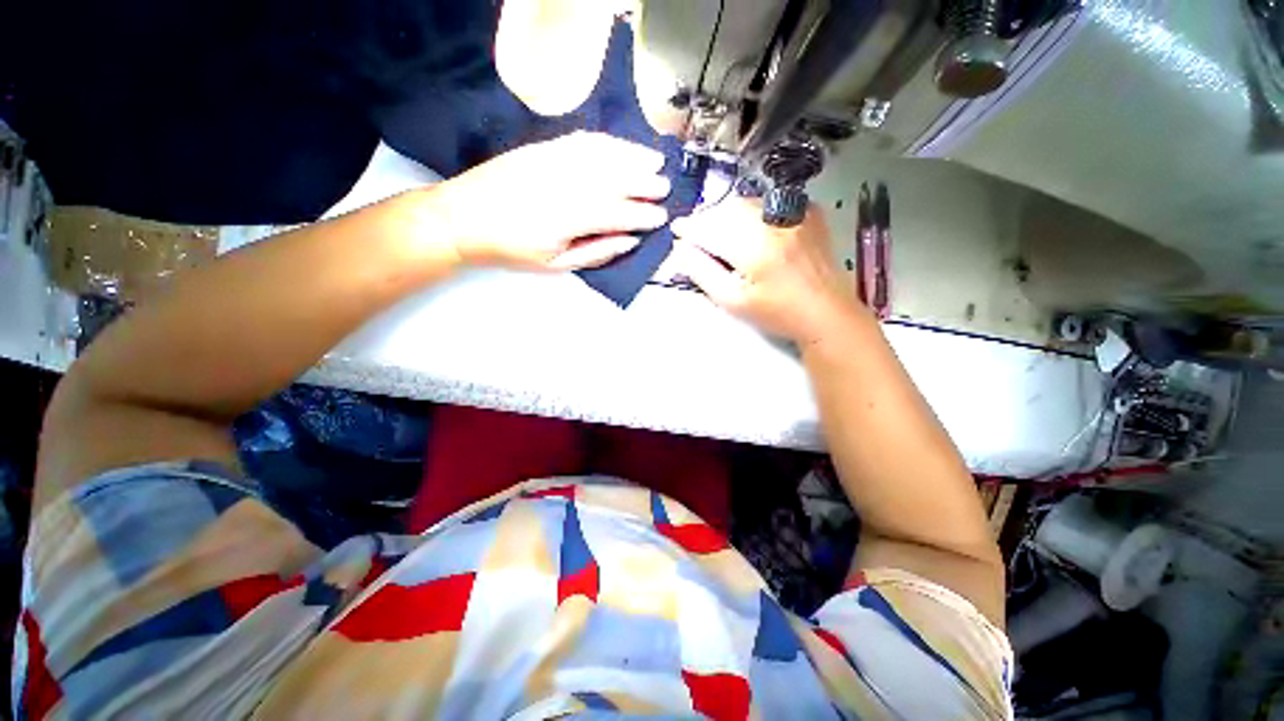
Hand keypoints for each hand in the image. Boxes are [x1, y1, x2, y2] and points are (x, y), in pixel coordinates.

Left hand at [422, 132, 670, 270]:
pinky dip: (607, 143)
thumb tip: (629, 240)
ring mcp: (553, 160)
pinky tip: (621, 147)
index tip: (661, 217)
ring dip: (633, 156)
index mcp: (568, 218)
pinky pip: (582, 140)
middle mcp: (565, 184)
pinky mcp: (542, 148)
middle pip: (615, 180)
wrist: (462, 217)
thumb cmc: (512, 249)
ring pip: (603, 155)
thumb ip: (596, 252)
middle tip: (664, 188)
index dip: (642, 215)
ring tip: (655, 161)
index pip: (618, 213)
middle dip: (645, 183)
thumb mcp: (555, 265)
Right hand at [670, 197, 860, 344]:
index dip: (690, 228)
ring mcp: (795, 212)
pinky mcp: (808, 211)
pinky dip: (752, 211)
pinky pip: (769, 202)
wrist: (825, 311)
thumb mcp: (733, 301)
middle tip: (697, 236)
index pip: (710, 228)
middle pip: (727, 209)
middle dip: (707, 219)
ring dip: (727, 214)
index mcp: (754, 247)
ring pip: (747, 202)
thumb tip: (681, 249)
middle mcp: (774, 221)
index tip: (677, 230)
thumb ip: (703, 273)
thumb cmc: (776, 313)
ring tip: (721, 234)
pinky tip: (751, 230)